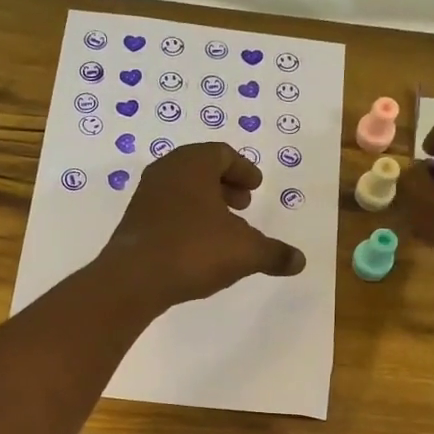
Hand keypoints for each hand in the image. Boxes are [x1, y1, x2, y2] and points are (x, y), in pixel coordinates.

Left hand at [96, 142, 305, 309]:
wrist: (134, 279)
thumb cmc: (194, 250)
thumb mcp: (245, 252)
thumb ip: (274, 253)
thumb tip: (300, 261)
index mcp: (193, 164)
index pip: (222, 154)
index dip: (243, 169)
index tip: (255, 186)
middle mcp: (166, 172)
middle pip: (200, 169)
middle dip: (224, 185)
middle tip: (243, 204)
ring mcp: (145, 197)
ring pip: (182, 191)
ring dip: (205, 204)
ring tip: (224, 228)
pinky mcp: (134, 223)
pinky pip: (167, 212)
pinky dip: (187, 220)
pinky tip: (198, 246)